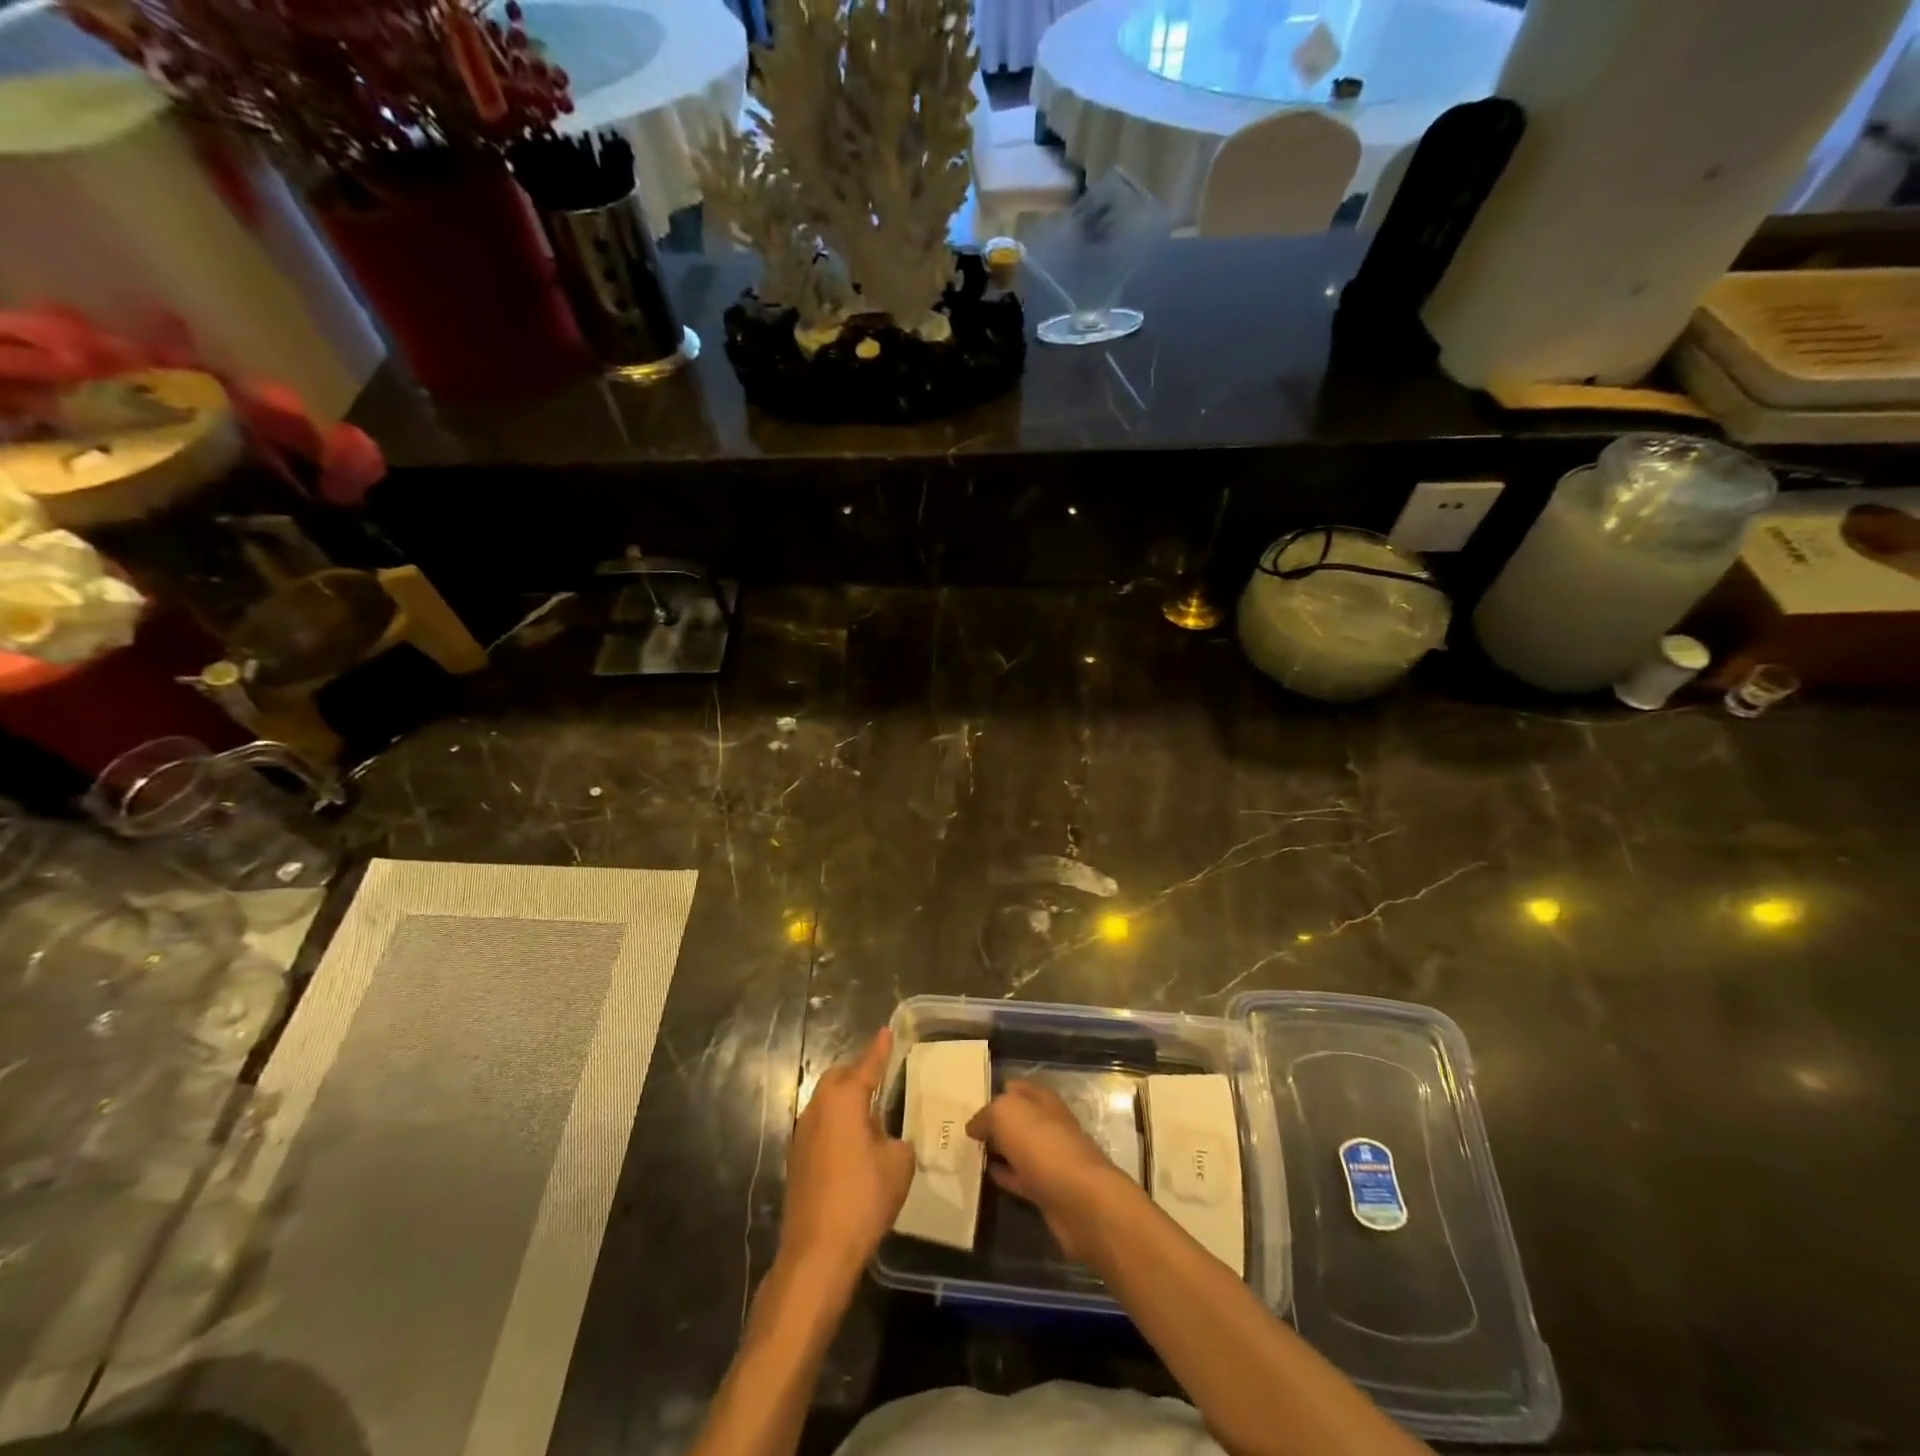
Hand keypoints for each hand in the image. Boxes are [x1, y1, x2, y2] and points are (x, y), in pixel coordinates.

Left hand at [779, 1028, 914, 1286]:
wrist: (817, 1252)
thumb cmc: (863, 1198)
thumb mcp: (898, 1164)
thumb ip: (897, 1140)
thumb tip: (887, 1139)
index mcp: (844, 1099)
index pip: (867, 1065)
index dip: (880, 1049)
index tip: (887, 1031)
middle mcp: (818, 1107)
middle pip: (839, 1078)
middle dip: (858, 1073)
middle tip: (880, 1075)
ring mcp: (802, 1133)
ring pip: (826, 1102)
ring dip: (845, 1100)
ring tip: (870, 1110)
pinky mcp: (796, 1159)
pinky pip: (820, 1125)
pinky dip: (837, 1123)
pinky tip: (852, 1143)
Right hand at [966, 1080, 1134, 1261]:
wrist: (1079, 1200)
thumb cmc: (1042, 1145)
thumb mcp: (1006, 1113)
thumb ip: (987, 1114)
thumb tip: (974, 1127)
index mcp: (1043, 1099)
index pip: (1016, 1088)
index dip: (995, 1092)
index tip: (970, 1103)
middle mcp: (1049, 1124)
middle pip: (1018, 1119)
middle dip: (995, 1123)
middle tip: (964, 1130)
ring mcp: (1051, 1158)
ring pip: (1018, 1148)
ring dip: (999, 1149)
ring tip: (969, 1153)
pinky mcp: (1048, 1190)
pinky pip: (1021, 1177)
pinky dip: (1005, 1175)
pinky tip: (988, 1176)